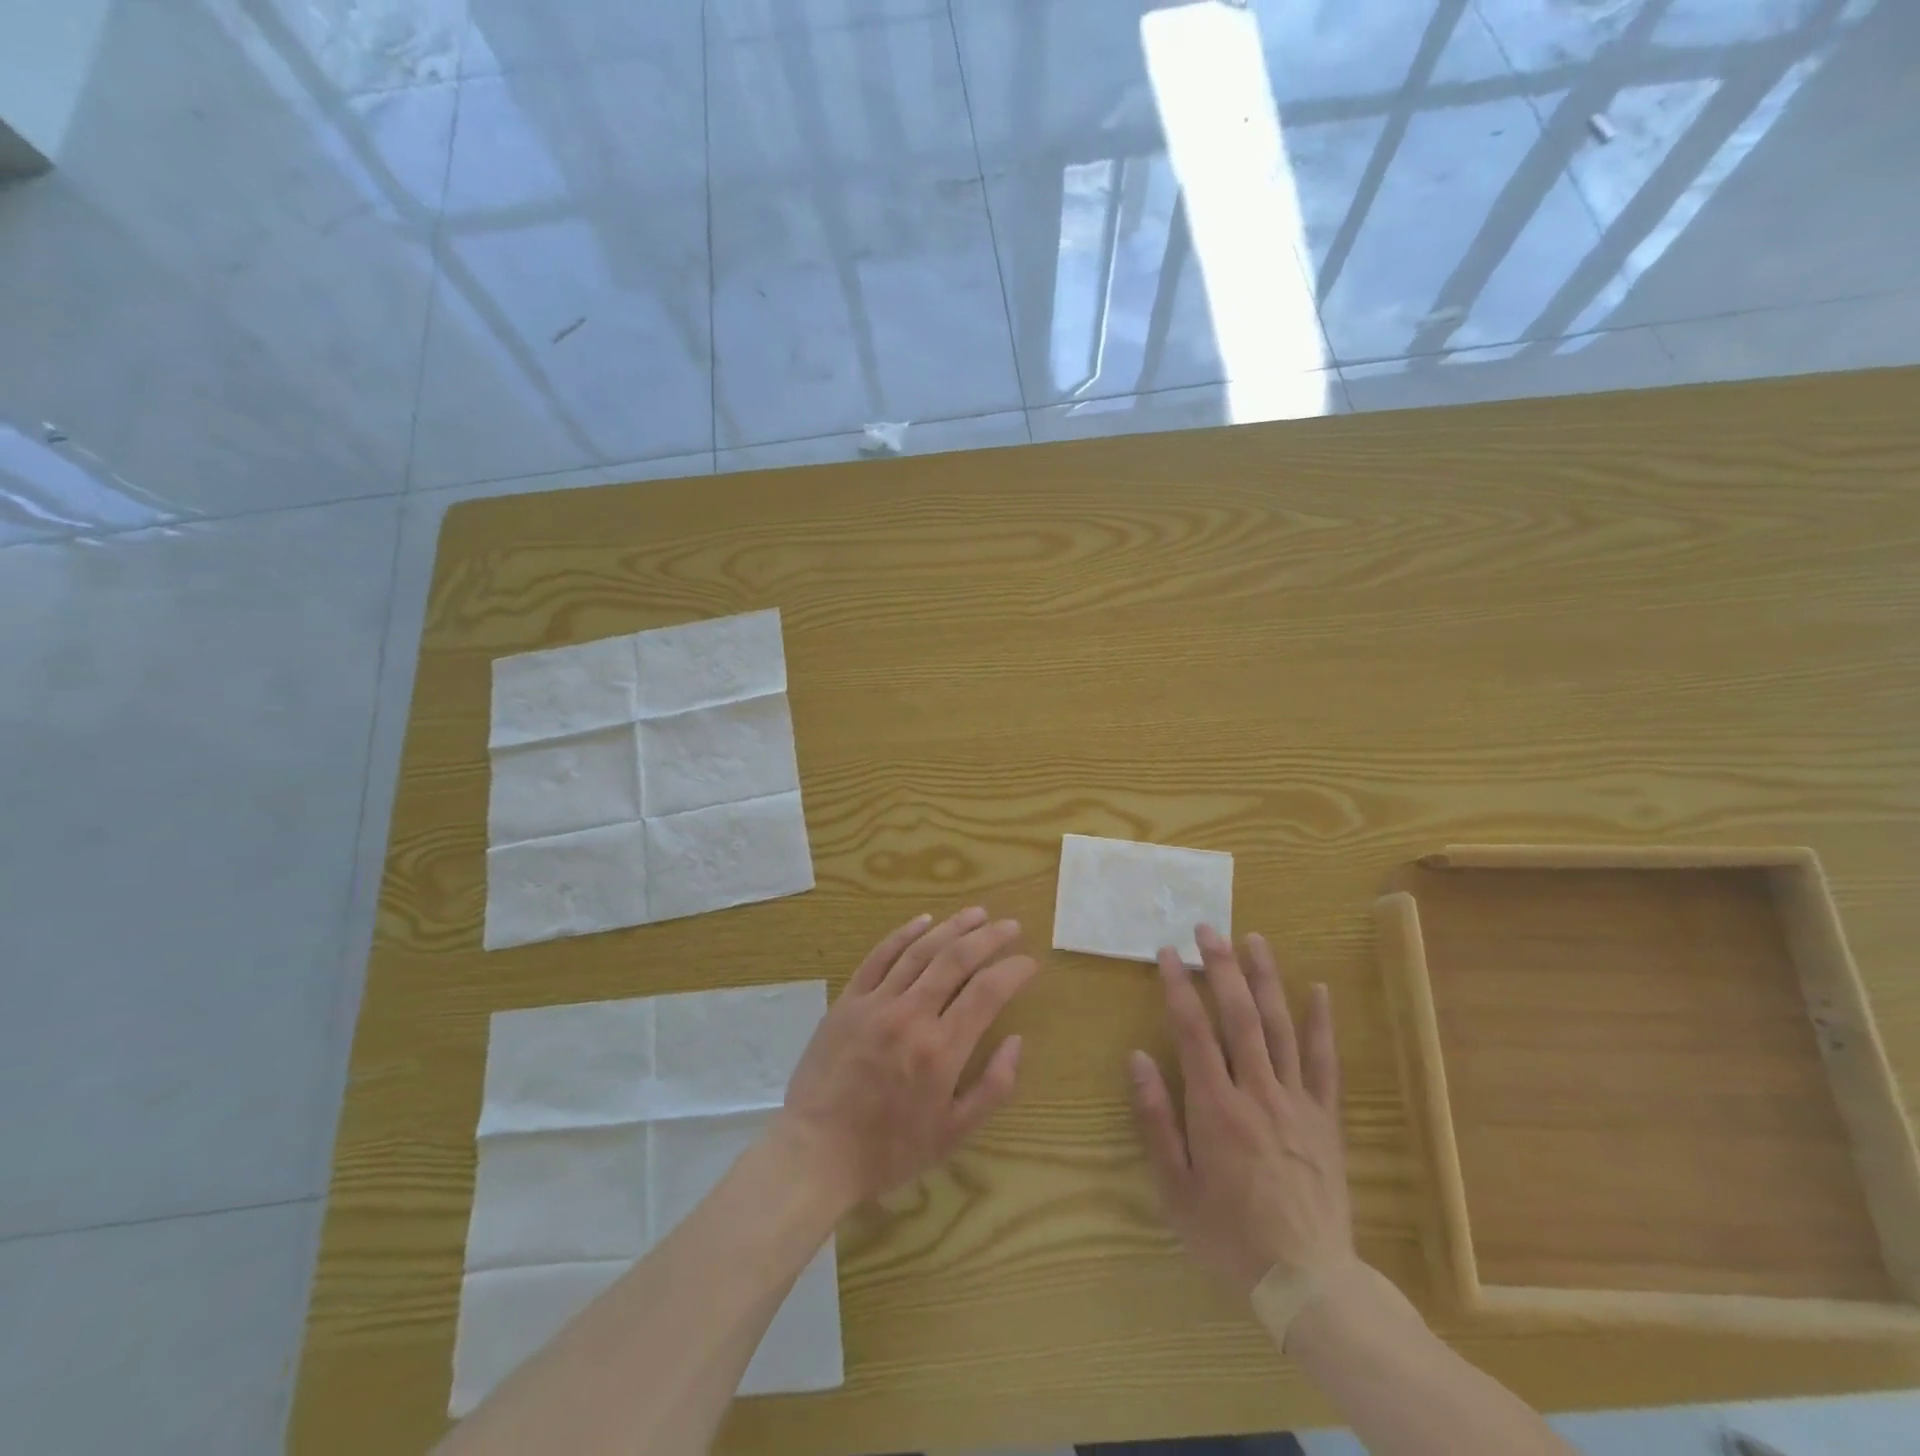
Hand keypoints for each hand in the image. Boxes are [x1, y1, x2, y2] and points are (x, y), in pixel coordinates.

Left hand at [775, 906, 1038, 1210]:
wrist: (816, 1151)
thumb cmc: (889, 1149)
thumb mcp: (953, 1134)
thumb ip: (993, 1087)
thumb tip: (1017, 1041)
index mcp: (942, 1050)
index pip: (987, 992)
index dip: (1013, 971)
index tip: (1029, 963)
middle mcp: (911, 1015)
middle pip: (957, 960)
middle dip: (989, 937)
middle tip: (1011, 926)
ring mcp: (876, 1003)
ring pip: (920, 951)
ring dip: (953, 927)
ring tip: (977, 913)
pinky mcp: (848, 1000)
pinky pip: (879, 957)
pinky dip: (903, 934)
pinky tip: (924, 920)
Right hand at [1129, 925, 1353, 1295]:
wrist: (1308, 1282)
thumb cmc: (1229, 1236)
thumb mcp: (1174, 1188)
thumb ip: (1155, 1119)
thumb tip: (1138, 1057)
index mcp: (1216, 1108)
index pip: (1194, 1031)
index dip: (1178, 987)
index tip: (1166, 953)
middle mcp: (1257, 1092)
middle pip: (1239, 1016)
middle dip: (1221, 966)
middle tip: (1207, 928)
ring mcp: (1297, 1102)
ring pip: (1281, 1027)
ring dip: (1266, 979)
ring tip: (1254, 939)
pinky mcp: (1325, 1118)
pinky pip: (1325, 1063)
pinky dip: (1322, 1024)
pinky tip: (1318, 990)